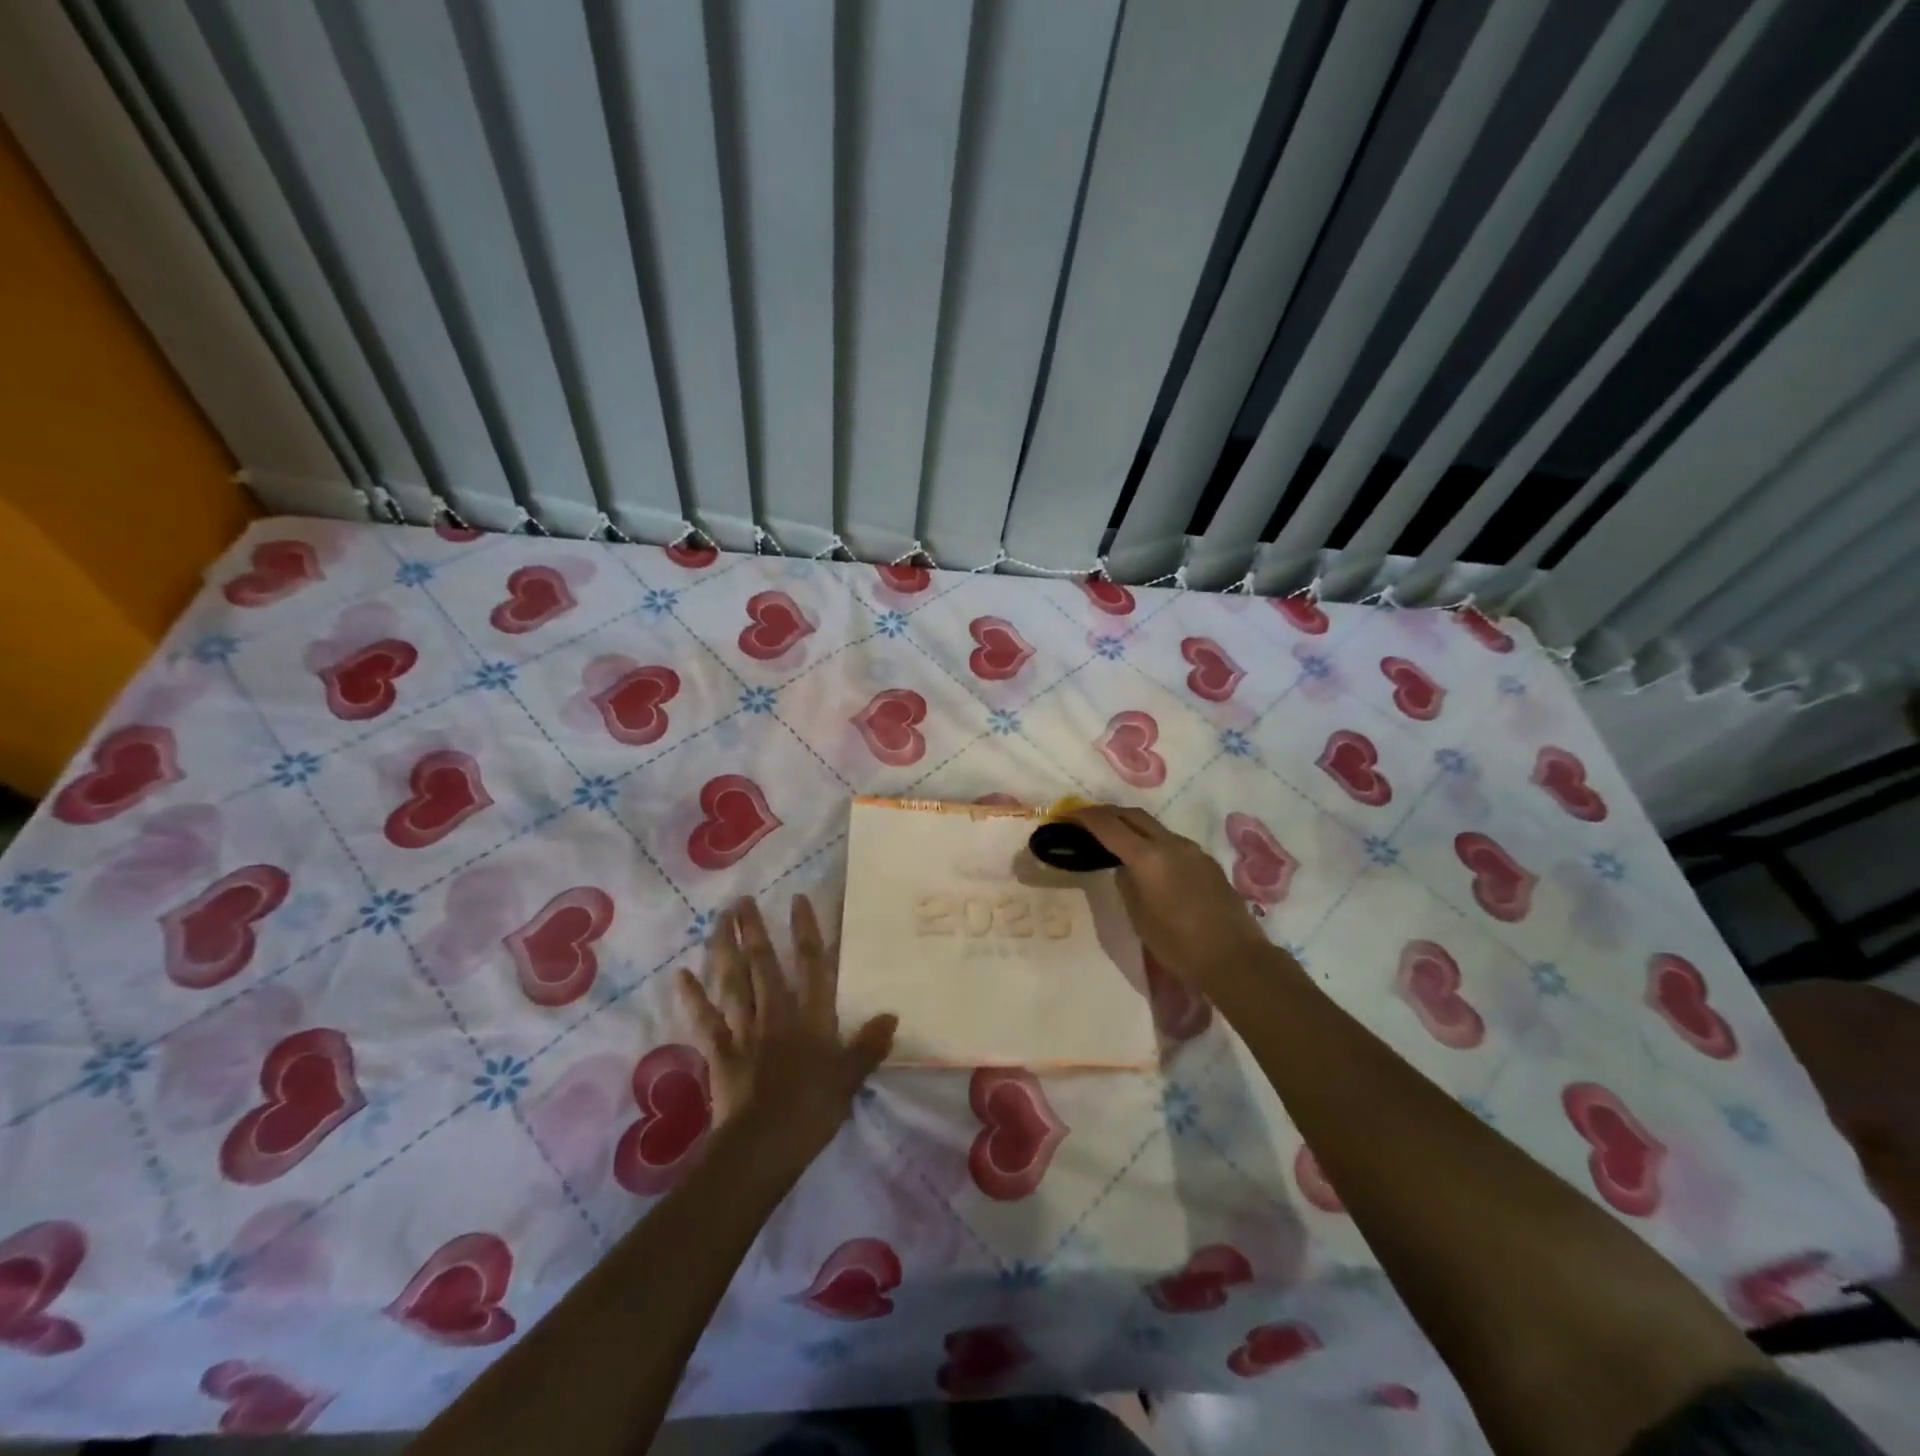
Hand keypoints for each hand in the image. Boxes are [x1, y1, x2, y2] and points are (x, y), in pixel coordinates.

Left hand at [677, 895, 895, 1180]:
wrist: (762, 1148)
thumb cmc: (811, 1113)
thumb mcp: (849, 1080)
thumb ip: (867, 1046)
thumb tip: (892, 1015)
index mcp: (811, 1019)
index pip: (812, 965)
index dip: (806, 930)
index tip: (797, 899)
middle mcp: (776, 1015)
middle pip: (764, 966)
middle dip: (754, 931)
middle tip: (742, 900)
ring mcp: (745, 1032)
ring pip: (733, 983)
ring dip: (724, 950)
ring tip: (718, 920)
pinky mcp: (720, 1053)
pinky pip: (705, 1020)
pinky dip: (693, 998)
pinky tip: (681, 975)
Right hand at [1067, 804, 1273, 987]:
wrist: (1233, 957)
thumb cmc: (1178, 944)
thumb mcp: (1139, 915)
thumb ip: (1127, 882)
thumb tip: (1125, 867)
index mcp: (1148, 857)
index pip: (1109, 826)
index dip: (1085, 817)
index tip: (1067, 814)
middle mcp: (1170, 843)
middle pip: (1133, 815)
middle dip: (1107, 813)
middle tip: (1087, 820)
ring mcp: (1192, 850)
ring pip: (1154, 827)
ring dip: (1131, 826)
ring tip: (1115, 839)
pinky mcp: (1206, 861)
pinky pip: (1172, 842)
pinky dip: (1153, 842)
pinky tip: (1149, 861)